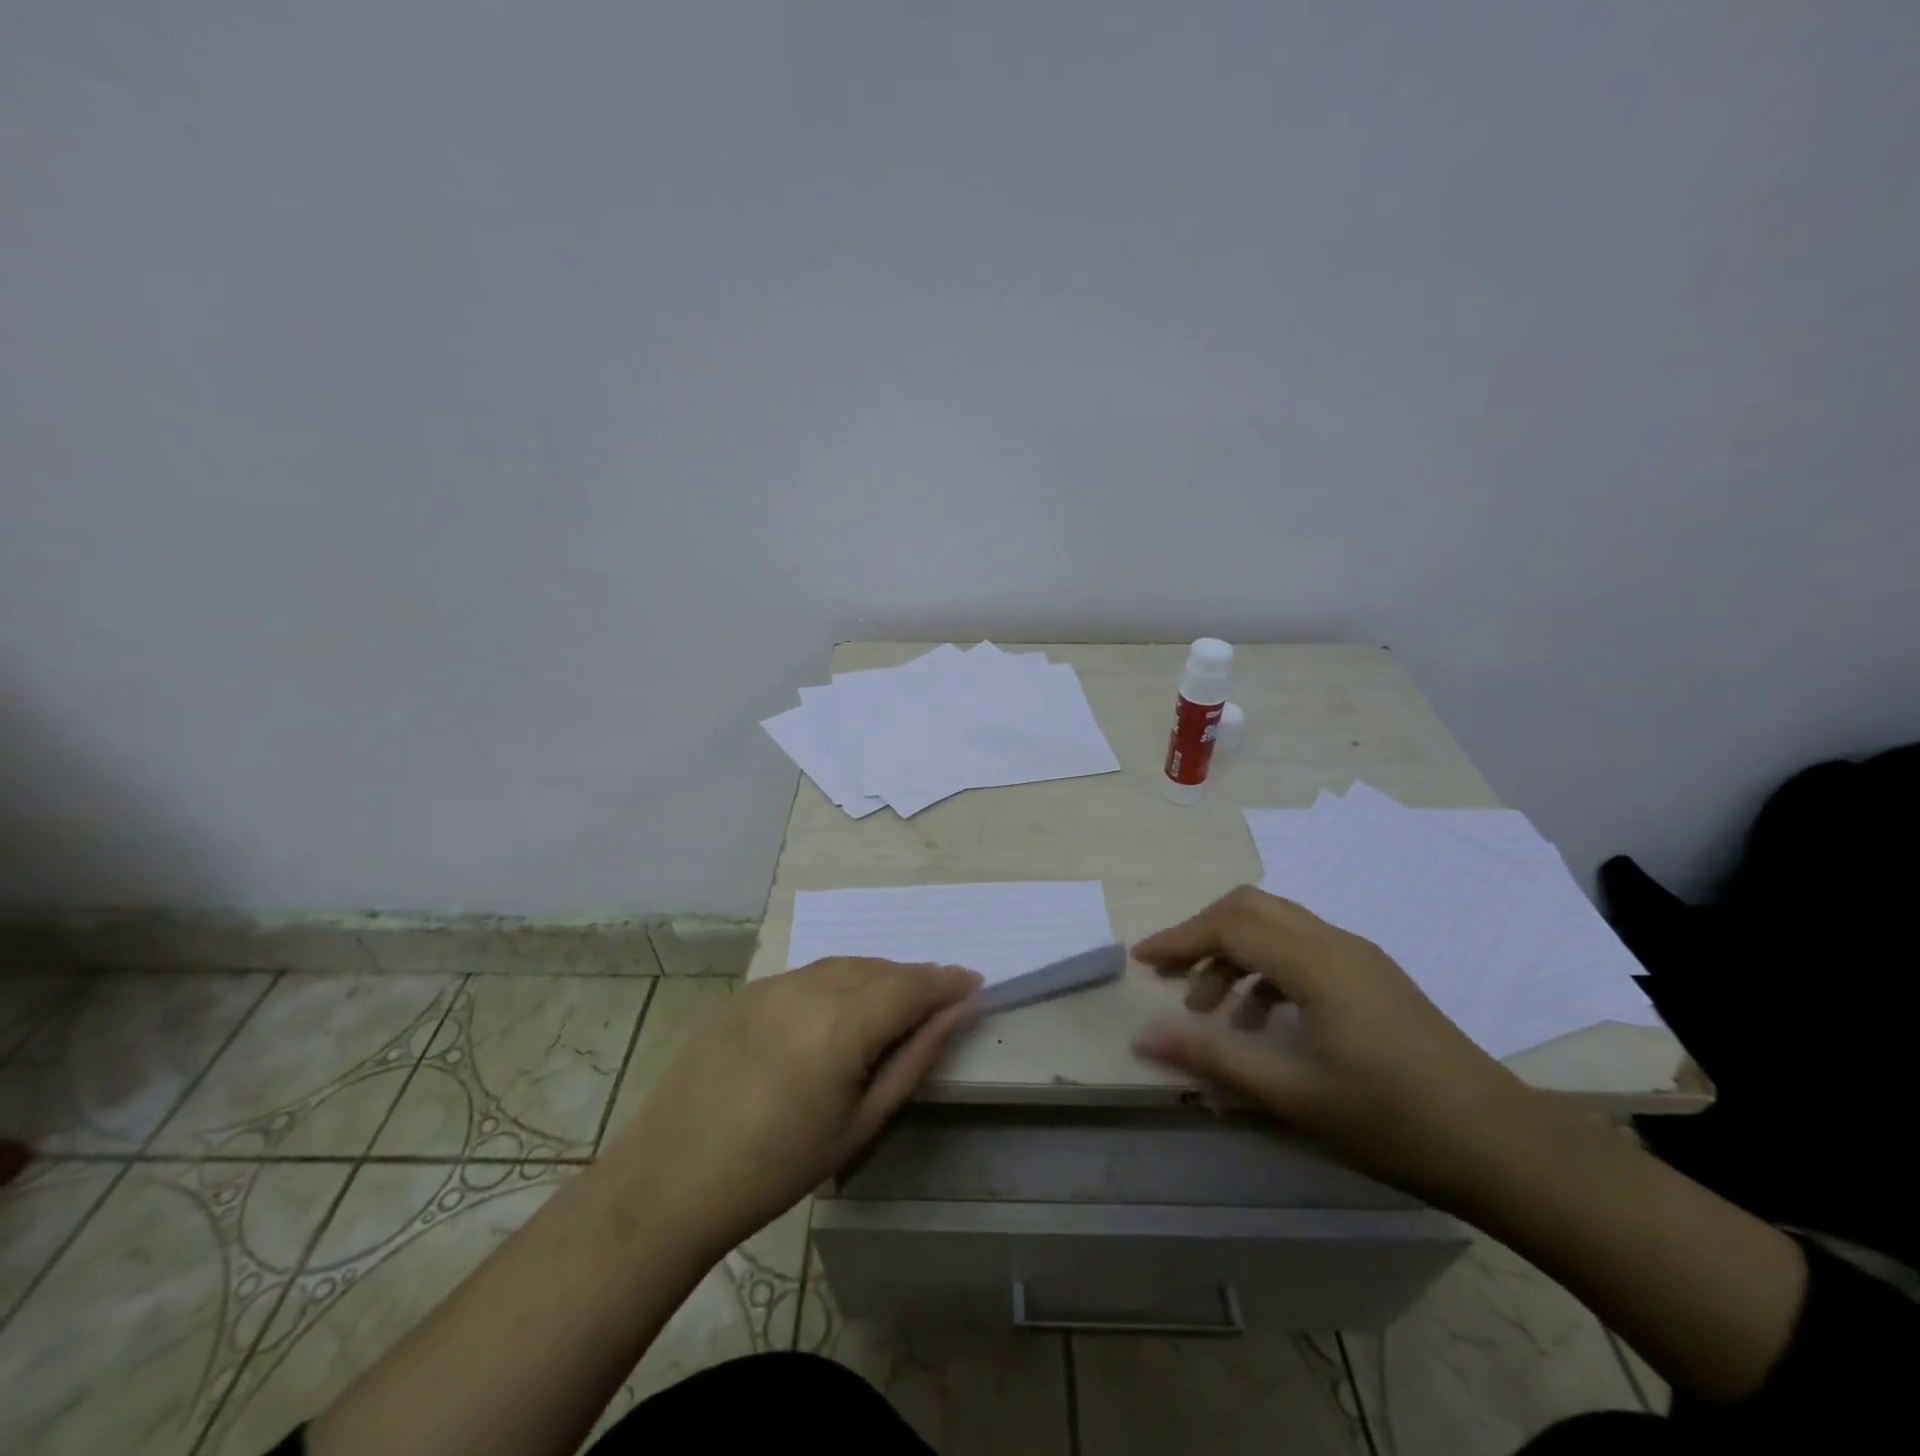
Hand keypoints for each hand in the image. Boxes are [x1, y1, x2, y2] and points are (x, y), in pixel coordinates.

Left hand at [611, 957, 981, 1253]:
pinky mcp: (747, 991)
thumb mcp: (861, 1122)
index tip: (975, 983)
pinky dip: (838, 982)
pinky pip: (809, 974)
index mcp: (841, 1022)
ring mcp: (773, 984)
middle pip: (879, 968)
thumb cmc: (778, 1167)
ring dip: (877, 977)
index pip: (911, 984)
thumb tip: (958, 1011)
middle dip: (915, 979)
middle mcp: (809, 987)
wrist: (673, 1179)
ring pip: (844, 965)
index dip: (947, 981)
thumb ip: (915, 1057)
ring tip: (894, 1006)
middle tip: (939, 1002)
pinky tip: (838, 1012)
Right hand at [1132, 885, 1544, 1211]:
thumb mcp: (1295, 1097)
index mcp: (1317, 963)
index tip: (1141, 962)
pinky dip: (1266, 970)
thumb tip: (1145, 1036)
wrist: (1509, 1150)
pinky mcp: (1373, 977)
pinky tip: (1262, 1023)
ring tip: (1212, 1012)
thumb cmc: (1396, 1123)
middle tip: (1170, 975)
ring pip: (1276, 926)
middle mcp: (1336, 943)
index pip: (1229, 926)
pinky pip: (1302, 950)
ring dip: (1233, 954)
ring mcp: (1360, 958)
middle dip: (1202, 934)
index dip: (1178, 938)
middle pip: (1250, 907)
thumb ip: (1215, 1059)